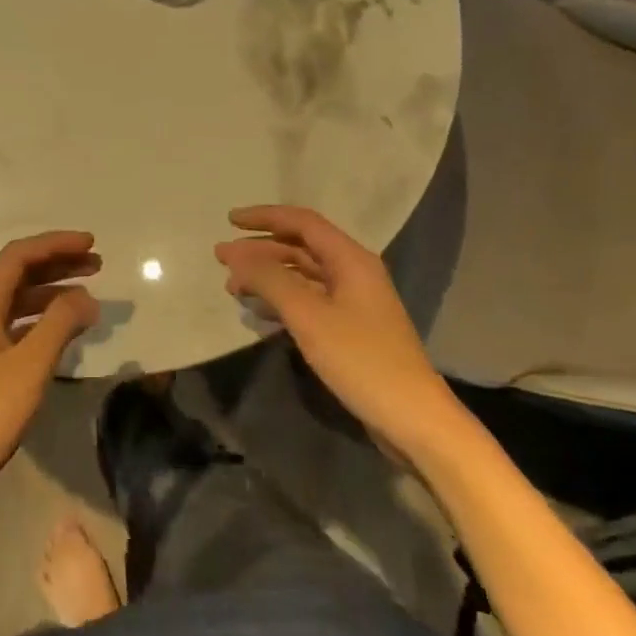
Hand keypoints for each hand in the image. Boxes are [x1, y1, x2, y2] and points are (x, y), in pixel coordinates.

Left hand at [0, 232, 101, 520]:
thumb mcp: (29, 366)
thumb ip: (59, 324)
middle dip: (57, 264)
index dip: (55, 244)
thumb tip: (86, 296)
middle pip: (19, 274)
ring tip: (89, 297)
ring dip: (53, 292)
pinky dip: (44, 321)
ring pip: (19, 302)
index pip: (19, 256)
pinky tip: (65, 333)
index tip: (91, 244)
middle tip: (97, 265)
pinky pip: (18, 327)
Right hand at [215, 205, 456, 447]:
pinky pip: (309, 300)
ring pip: (302, 275)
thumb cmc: (360, 359)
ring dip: (268, 276)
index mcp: (350, 259)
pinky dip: (282, 300)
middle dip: (260, 250)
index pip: (301, 222)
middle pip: (300, 247)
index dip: (264, 217)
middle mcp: (353, 272)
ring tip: (233, 288)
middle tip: (222, 259)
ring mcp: (354, 302)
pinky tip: (259, 313)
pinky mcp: (351, 328)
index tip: (230, 221)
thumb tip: (235, 254)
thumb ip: (269, 279)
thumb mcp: (308, 315)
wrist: (412, 418)